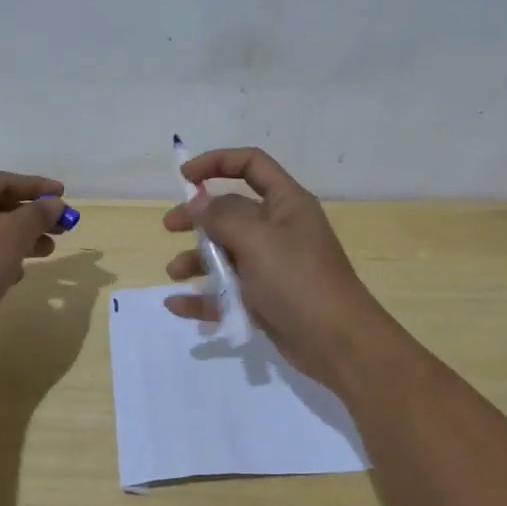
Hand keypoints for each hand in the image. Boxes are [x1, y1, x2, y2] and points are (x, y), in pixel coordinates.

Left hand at [0, 172, 75, 343]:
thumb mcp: (11, 235)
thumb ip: (37, 214)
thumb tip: (54, 203)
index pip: (1, 181)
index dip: (37, 187)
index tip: (64, 195)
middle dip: (30, 217)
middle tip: (61, 227)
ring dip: (19, 240)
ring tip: (47, 251)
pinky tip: (15, 275)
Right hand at [163, 147, 387, 386]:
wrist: (337, 343)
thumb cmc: (298, 280)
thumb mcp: (257, 240)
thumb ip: (222, 216)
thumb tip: (199, 202)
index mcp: (286, 203)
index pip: (251, 164)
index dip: (218, 162)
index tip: (185, 178)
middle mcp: (279, 229)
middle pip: (232, 211)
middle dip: (198, 217)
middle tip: (169, 227)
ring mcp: (272, 266)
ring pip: (227, 253)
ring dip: (197, 259)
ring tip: (174, 272)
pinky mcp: (265, 299)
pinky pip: (227, 291)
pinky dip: (203, 296)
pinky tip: (177, 305)